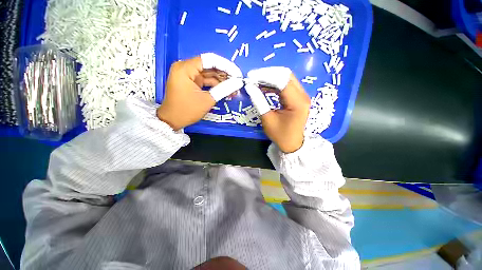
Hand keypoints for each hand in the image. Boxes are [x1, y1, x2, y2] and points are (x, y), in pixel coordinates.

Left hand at [157, 54, 242, 129]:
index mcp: (185, 68)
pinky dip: (216, 85)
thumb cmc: (187, 110)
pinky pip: (206, 80)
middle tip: (238, 82)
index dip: (226, 66)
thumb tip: (238, 83)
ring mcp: (188, 75)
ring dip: (222, 81)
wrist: (172, 121)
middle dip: (225, 74)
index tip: (237, 74)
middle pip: (210, 66)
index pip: (210, 60)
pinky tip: (226, 90)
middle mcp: (186, 67)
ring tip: (234, 89)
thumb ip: (223, 89)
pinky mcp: (191, 82)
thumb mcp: (207, 100)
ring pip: (210, 74)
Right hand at [246, 68, 309, 152]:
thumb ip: (259, 101)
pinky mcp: (298, 97)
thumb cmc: (280, 135)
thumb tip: (249, 87)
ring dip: (271, 78)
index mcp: (297, 102)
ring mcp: (302, 95)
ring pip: (286, 78)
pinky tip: (264, 87)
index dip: (265, 76)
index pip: (282, 81)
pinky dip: (275, 84)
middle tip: (253, 77)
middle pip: (286, 75)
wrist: (292, 144)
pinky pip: (286, 85)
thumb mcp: (267, 119)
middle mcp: (303, 95)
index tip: (251, 77)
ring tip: (257, 81)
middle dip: (268, 74)